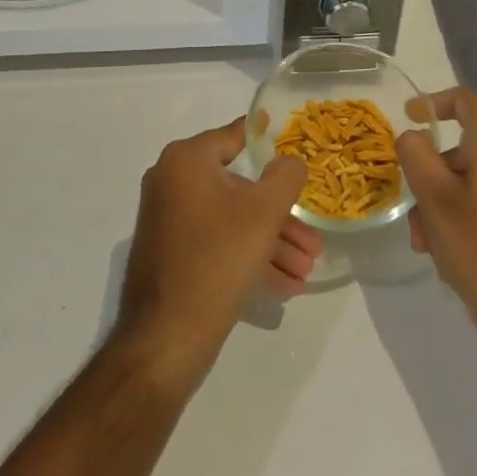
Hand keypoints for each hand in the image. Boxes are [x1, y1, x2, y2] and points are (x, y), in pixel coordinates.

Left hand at [117, 118, 318, 389]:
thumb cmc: (217, 259)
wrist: (165, 338)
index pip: (234, 137)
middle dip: (280, 218)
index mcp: (186, 160)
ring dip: (270, 243)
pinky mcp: (169, 253)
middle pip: (238, 189)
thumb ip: (284, 177)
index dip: (267, 142)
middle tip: (312, 242)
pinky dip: (246, 257)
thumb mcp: (263, 213)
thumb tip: (290, 159)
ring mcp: (167, 219)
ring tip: (304, 271)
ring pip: (230, 220)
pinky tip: (283, 285)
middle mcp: (171, 181)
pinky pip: (216, 243)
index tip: (292, 143)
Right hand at [397, 88, 476, 358]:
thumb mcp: (435, 199)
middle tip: (412, 212)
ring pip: (473, 179)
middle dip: (430, 175)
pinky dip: (465, 214)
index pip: (464, 101)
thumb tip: (413, 136)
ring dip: (443, 202)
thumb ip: (416, 154)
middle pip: (464, 148)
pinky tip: (451, 254)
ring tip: (428, 245)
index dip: (432, 102)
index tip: (406, 116)